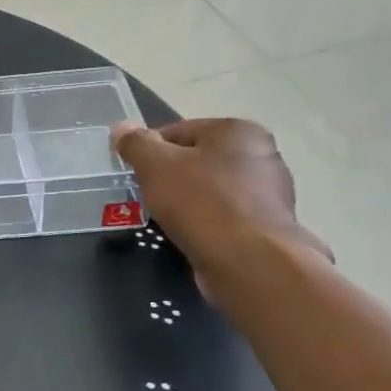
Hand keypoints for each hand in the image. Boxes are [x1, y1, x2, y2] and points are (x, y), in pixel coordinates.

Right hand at [112, 119, 330, 276]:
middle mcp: (261, 155)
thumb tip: (121, 127)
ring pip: (209, 190)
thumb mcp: (154, 165)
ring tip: (167, 220)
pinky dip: (204, 223)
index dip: (150, 151)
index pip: (178, 131)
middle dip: (169, 177)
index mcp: (237, 130)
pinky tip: (191, 236)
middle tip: (149, 197)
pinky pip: (223, 216)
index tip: (136, 174)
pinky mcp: (267, 226)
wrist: (248, 262)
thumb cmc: (200, 202)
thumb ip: (135, 143)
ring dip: (186, 202)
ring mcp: (269, 193)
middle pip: (196, 160)